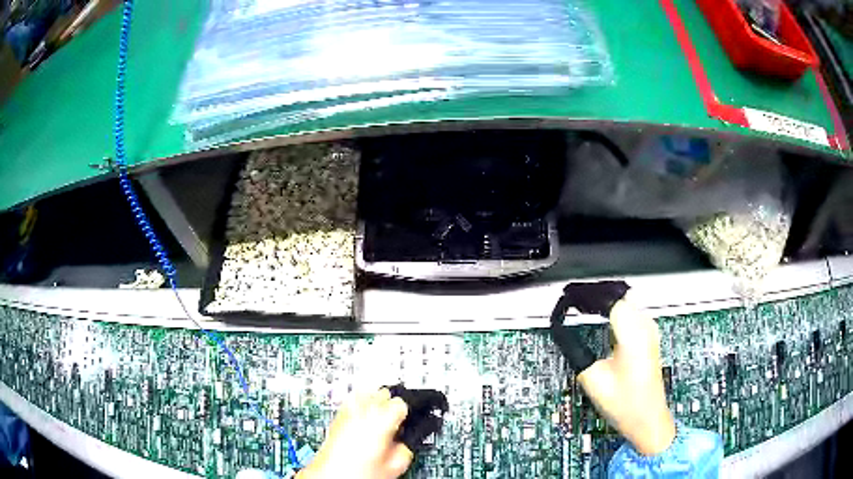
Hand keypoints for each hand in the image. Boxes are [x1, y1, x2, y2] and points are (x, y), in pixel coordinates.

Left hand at [297, 389, 412, 478]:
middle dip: (390, 404)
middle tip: (394, 421)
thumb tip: (404, 441)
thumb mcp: (395, 465)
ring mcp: (346, 412)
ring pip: (365, 392)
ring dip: (373, 401)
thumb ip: (405, 447)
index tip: (406, 423)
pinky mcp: (336, 416)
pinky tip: (361, 418)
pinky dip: (358, 405)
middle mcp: (362, 411)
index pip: (401, 402)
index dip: (406, 413)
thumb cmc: (357, 472)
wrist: (331, 477)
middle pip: (383, 392)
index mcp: (381, 420)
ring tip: (377, 417)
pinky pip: (350, 401)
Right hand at [576, 297, 675, 455]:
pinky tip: (603, 321)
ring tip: (586, 312)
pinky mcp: (650, 337)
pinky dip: (616, 311)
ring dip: (607, 304)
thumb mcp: (593, 379)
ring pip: (627, 301)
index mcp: (633, 335)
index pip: (610, 299)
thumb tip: (565, 335)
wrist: (647, 418)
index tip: (571, 300)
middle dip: (597, 298)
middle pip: (620, 296)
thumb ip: (578, 352)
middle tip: (576, 305)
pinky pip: (633, 312)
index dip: (589, 297)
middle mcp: (646, 328)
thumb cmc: (626, 404)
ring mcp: (651, 331)